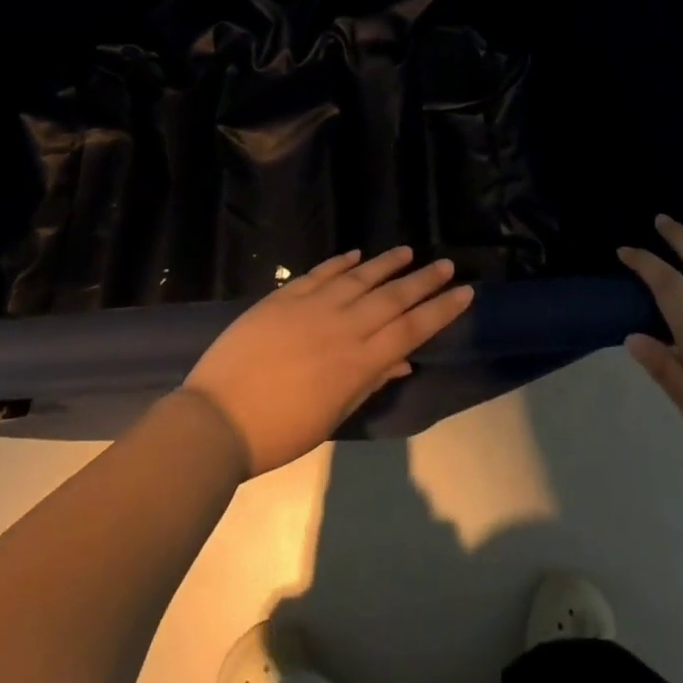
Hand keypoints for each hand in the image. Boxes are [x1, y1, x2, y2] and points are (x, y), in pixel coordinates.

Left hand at [182, 246, 473, 476]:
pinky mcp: (285, 296)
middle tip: (447, 265)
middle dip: (424, 281)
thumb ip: (368, 383)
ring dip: (388, 264)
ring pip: (361, 277)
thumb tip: (401, 362)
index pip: (411, 329)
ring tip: (409, 251)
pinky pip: (321, 272)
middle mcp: (344, 326)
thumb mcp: (332, 415)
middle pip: (393, 298)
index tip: (465, 292)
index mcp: (359, 362)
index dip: (441, 310)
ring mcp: (313, 306)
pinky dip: (342, 262)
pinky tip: (357, 254)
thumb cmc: (279, 431)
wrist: (217, 418)